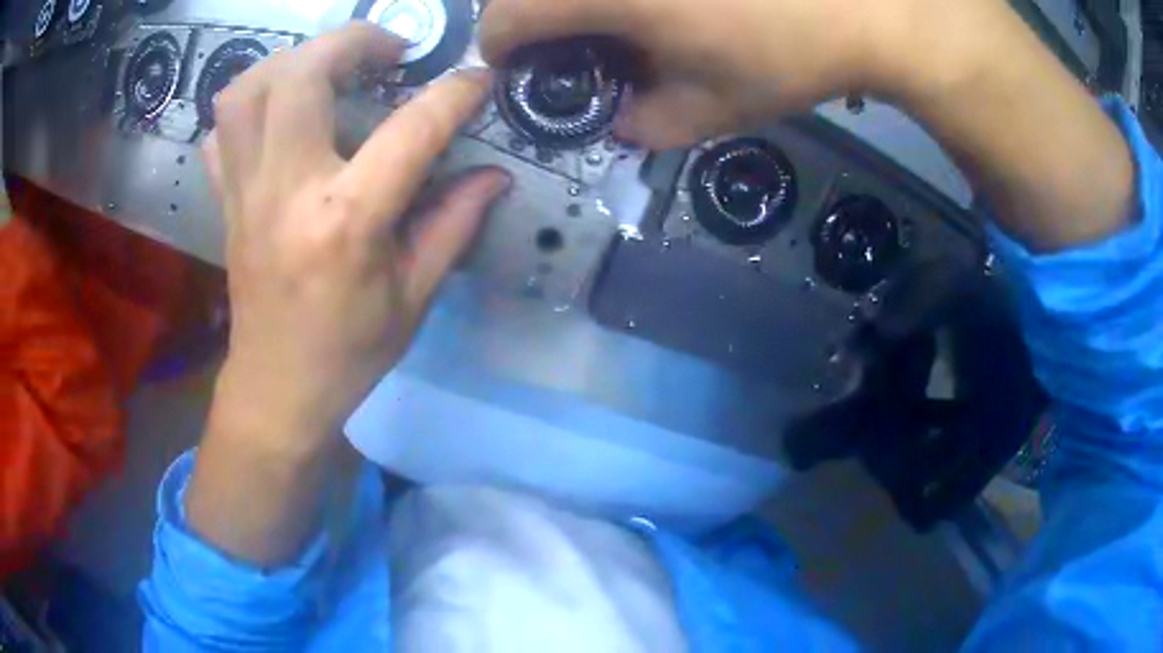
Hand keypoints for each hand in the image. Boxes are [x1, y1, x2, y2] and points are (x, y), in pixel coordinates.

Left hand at [204, 22, 508, 453]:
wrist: (277, 389)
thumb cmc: (350, 352)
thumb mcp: (415, 296)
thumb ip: (455, 223)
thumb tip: (495, 174)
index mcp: (345, 221)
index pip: (410, 130)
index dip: (454, 94)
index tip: (479, 78)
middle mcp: (286, 190)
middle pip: (300, 75)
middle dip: (352, 41)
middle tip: (389, 50)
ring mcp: (245, 192)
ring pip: (246, 90)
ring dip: (291, 61)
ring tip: (328, 67)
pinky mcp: (226, 201)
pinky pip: (221, 130)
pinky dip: (249, 104)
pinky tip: (278, 114)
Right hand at [480, 0, 920, 148]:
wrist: (868, 6)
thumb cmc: (789, 54)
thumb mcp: (713, 108)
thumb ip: (646, 125)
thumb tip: (620, 122)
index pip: (503, 19)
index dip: (503, 51)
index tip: (528, 69)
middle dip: (538, 18)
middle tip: (582, 44)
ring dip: (582, 1)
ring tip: (633, 22)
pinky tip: (665, 4)